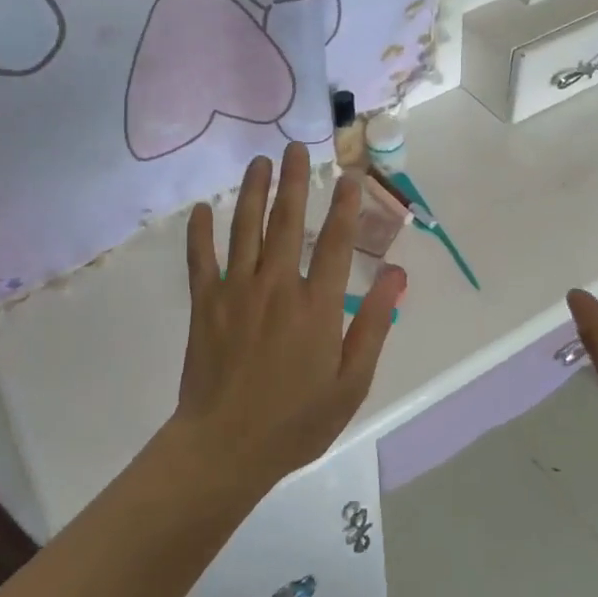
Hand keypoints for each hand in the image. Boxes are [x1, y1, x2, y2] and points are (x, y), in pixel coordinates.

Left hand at [172, 143, 405, 496]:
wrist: (225, 448)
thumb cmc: (297, 421)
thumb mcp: (352, 381)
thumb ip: (375, 324)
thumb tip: (397, 273)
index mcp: (317, 305)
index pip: (337, 242)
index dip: (345, 206)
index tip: (349, 176)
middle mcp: (277, 287)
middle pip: (287, 222)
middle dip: (294, 181)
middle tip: (295, 148)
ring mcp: (236, 292)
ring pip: (245, 230)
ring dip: (252, 192)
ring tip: (259, 162)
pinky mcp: (205, 305)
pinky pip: (200, 260)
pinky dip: (200, 232)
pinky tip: (202, 208)